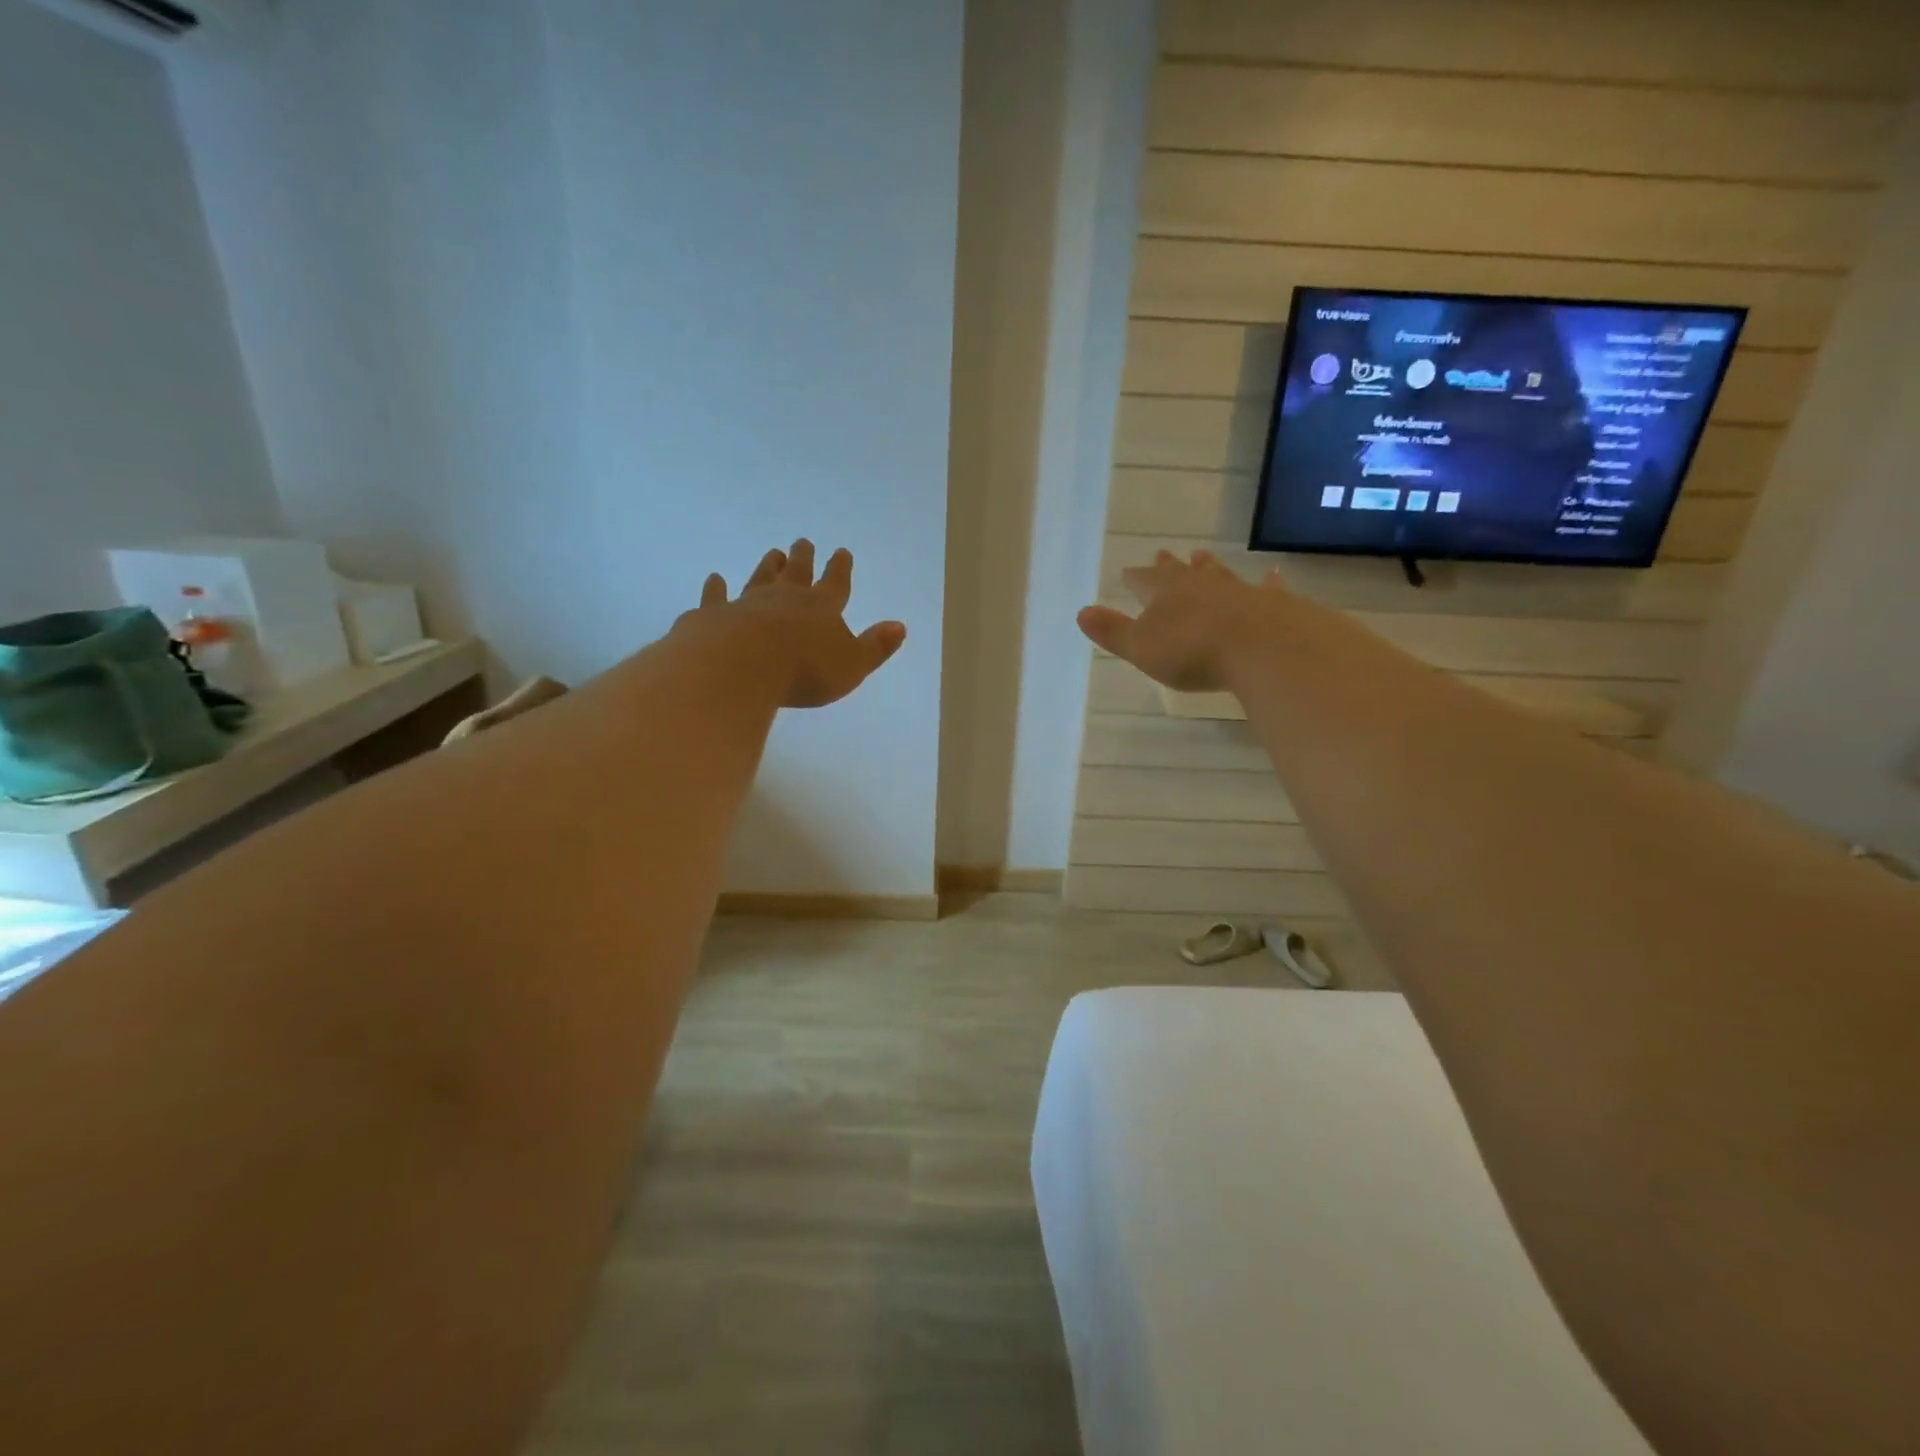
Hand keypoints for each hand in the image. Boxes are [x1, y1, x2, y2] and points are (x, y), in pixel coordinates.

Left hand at [677, 540, 906, 708]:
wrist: (740, 665)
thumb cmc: (803, 670)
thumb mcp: (852, 665)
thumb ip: (875, 647)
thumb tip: (899, 626)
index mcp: (821, 608)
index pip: (835, 583)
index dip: (840, 569)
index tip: (842, 552)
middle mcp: (784, 598)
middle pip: (796, 573)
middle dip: (803, 558)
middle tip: (803, 542)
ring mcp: (746, 603)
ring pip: (759, 578)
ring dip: (767, 566)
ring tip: (772, 553)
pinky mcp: (714, 616)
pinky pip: (716, 598)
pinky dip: (716, 589)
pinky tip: (714, 580)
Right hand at [1076, 551, 1283, 692]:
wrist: (1261, 647)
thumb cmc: (1191, 651)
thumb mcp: (1141, 647)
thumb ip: (1113, 631)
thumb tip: (1082, 612)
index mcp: (1164, 593)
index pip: (1143, 581)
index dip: (1134, 578)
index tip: (1127, 572)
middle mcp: (1199, 585)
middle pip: (1180, 572)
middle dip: (1169, 566)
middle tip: (1163, 555)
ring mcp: (1237, 590)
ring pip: (1218, 574)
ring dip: (1209, 566)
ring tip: (1204, 556)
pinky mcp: (1270, 603)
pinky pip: (1265, 588)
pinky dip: (1266, 583)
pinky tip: (1272, 575)